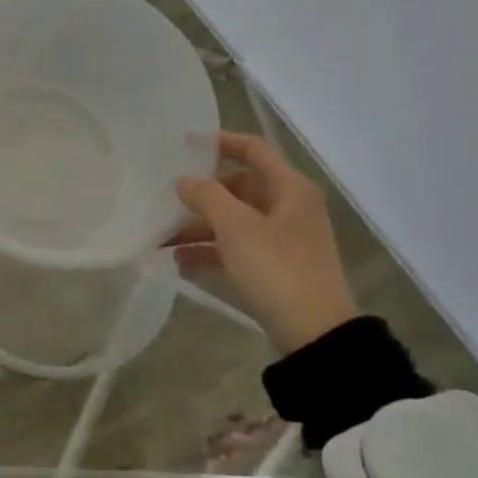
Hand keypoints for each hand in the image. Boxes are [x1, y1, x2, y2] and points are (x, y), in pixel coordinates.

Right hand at [169, 132, 357, 353]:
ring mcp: (282, 239)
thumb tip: (183, 180)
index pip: (253, 149)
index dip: (220, 141)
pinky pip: (236, 247)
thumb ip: (206, 196)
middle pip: (239, 186)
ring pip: (234, 220)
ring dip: (199, 225)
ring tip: (161, 236)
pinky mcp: (274, 267)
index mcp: (289, 188)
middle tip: (168, 197)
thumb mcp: (236, 227)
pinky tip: (179, 260)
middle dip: (201, 193)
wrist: (315, 335)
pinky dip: (210, 250)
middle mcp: (288, 207)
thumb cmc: (277, 269)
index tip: (184, 143)